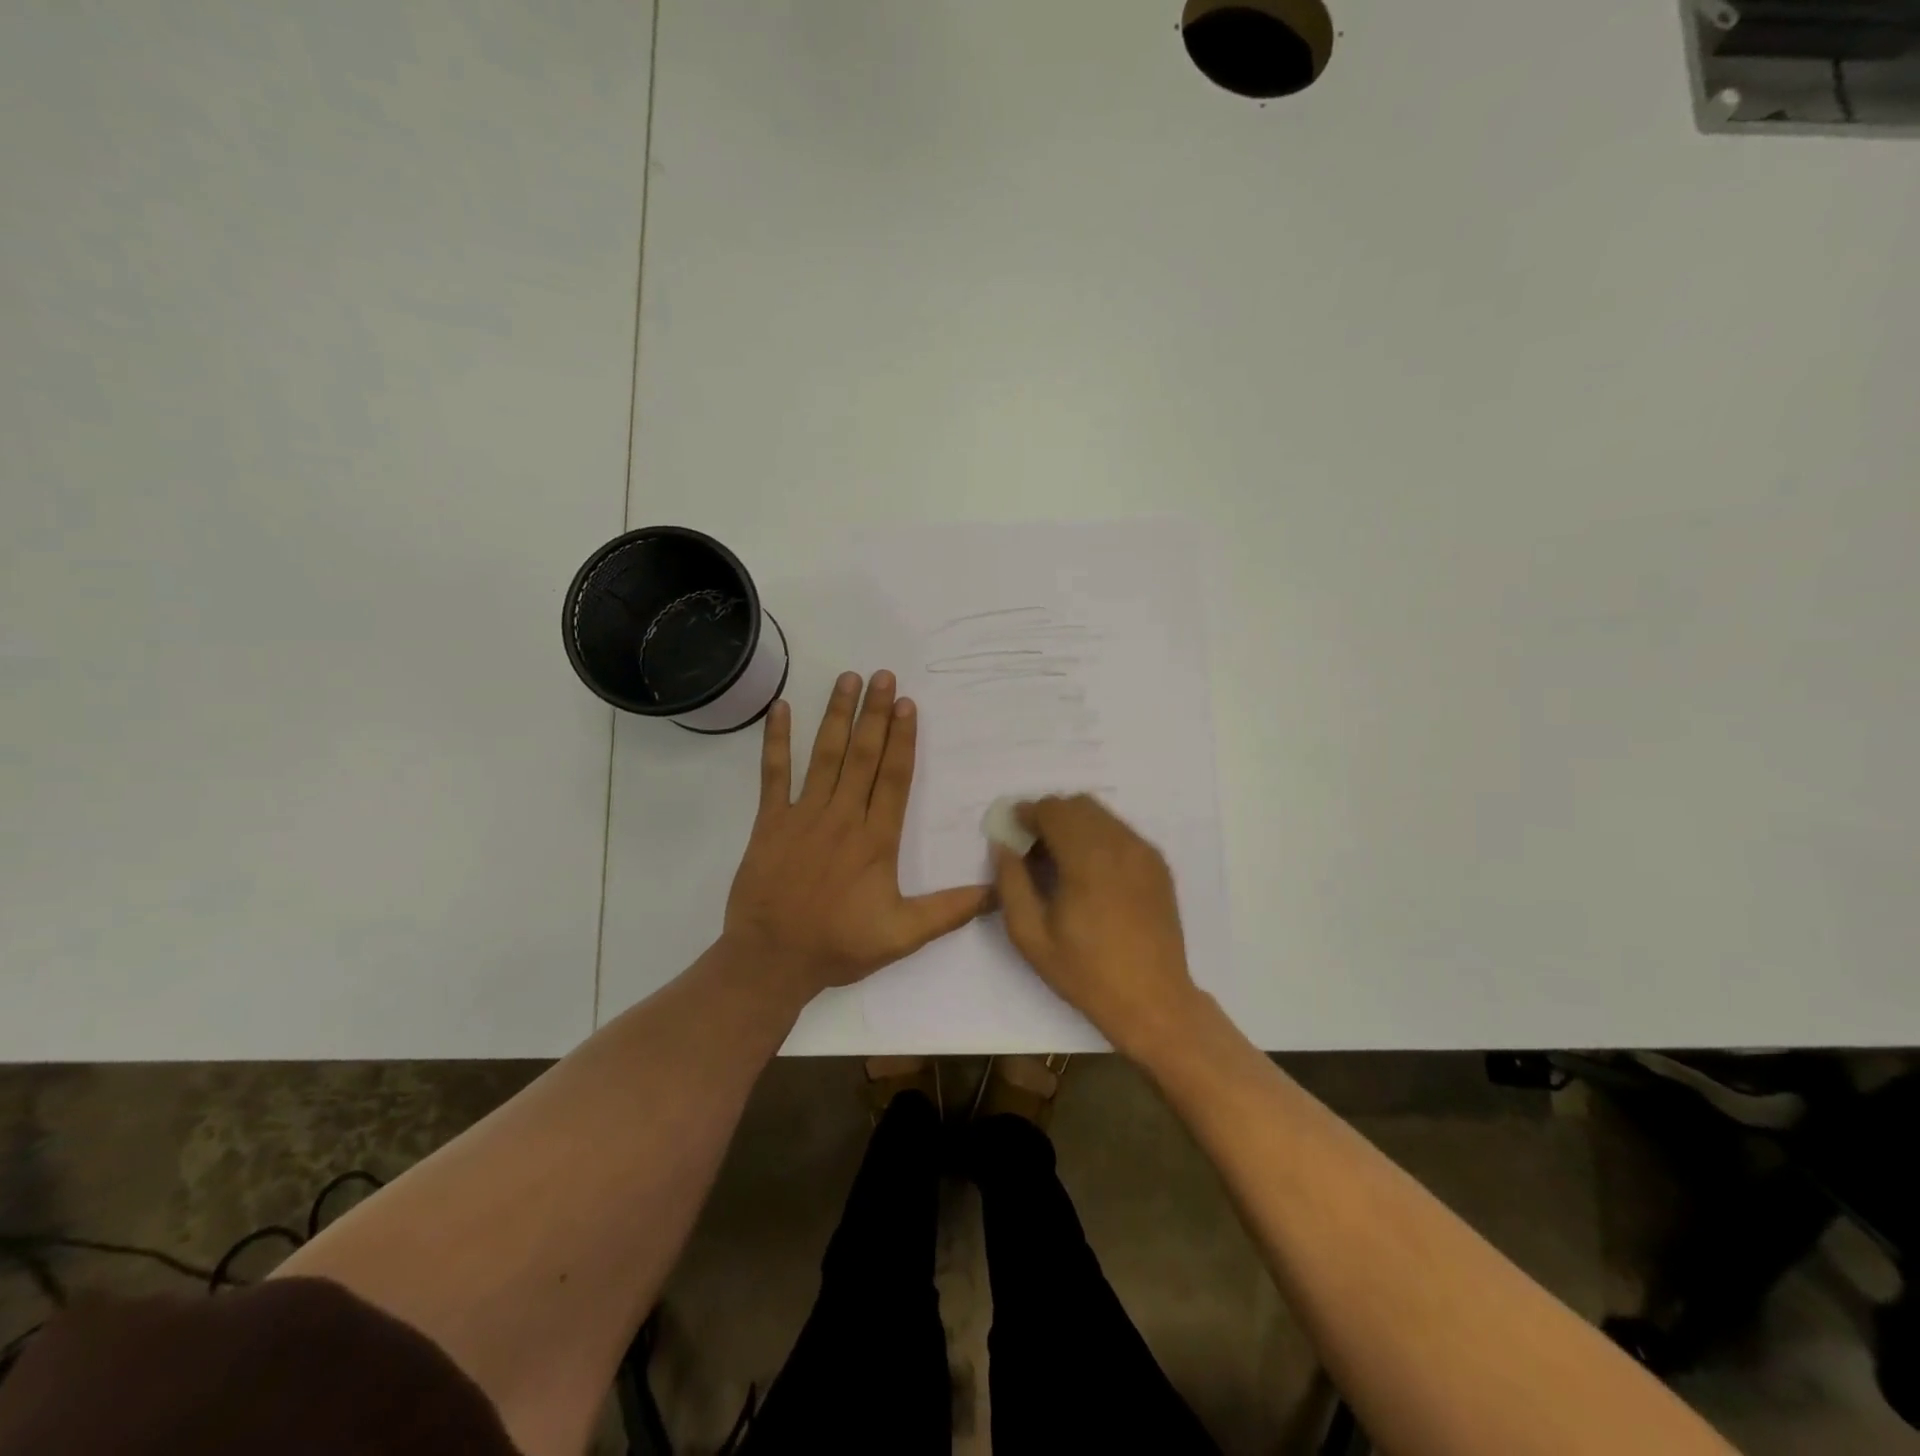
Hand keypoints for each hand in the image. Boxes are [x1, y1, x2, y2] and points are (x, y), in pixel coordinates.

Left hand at [722, 670, 990, 1001]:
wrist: (770, 961)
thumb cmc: (838, 946)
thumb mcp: (902, 936)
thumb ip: (950, 911)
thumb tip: (999, 892)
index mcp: (875, 840)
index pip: (893, 778)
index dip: (902, 739)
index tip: (907, 704)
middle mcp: (842, 817)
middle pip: (862, 756)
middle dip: (874, 713)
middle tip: (883, 676)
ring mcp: (802, 815)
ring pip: (824, 756)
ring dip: (837, 716)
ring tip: (848, 680)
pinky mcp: (770, 822)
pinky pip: (773, 774)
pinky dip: (776, 741)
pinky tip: (781, 709)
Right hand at [993, 795, 1202, 1059]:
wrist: (1153, 1000)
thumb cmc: (1086, 972)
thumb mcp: (1031, 936)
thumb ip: (1011, 883)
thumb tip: (1003, 846)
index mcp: (1087, 859)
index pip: (1053, 810)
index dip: (1027, 813)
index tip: (1012, 830)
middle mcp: (1120, 844)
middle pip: (1078, 804)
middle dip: (1049, 815)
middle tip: (1031, 845)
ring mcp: (1144, 852)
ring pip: (1101, 814)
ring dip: (1074, 823)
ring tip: (1058, 857)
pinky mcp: (1157, 864)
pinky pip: (1121, 832)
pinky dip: (1098, 836)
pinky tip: (1089, 870)